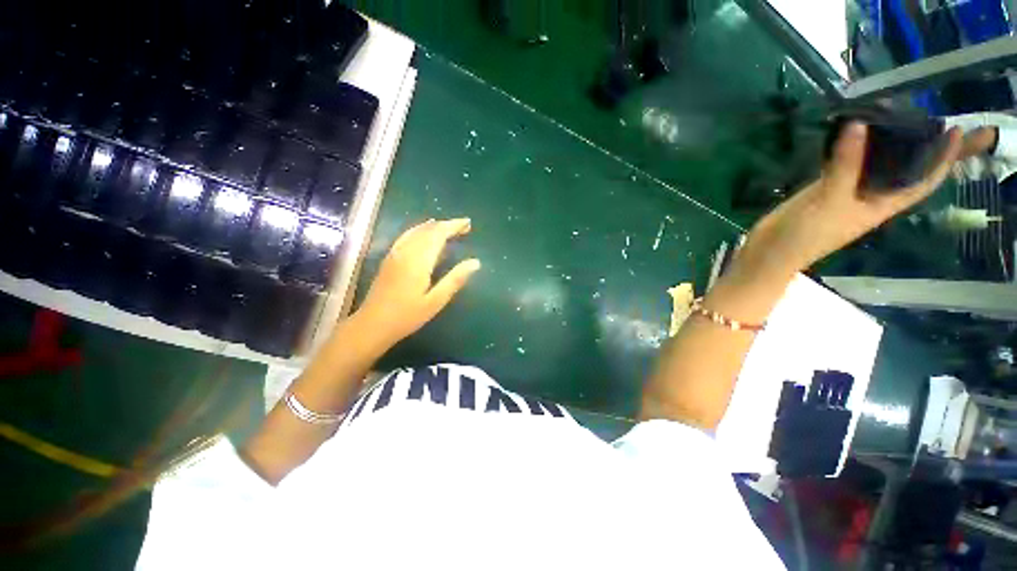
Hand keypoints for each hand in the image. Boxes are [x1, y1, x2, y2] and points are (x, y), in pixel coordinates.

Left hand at [354, 218, 480, 347]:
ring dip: (434, 226)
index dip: (454, 226)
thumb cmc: (407, 316)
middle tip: (464, 227)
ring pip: (416, 231)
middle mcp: (406, 251)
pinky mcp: (389, 259)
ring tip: (449, 228)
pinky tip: (423, 233)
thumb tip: (476, 263)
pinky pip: (406, 236)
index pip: (438, 234)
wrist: (372, 324)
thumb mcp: (436, 301)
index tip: (468, 224)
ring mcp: (395, 254)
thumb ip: (455, 279)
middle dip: (447, 225)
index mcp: (419, 260)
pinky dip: (419, 230)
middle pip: (428, 230)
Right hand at [741, 122, 963, 273]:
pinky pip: (846, 162)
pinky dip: (851, 146)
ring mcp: (847, 190)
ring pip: (874, 162)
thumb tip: (859, 124)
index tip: (954, 130)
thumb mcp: (830, 200)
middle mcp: (871, 195)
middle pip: (902, 167)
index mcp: (882, 203)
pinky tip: (852, 129)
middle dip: (917, 144)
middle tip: (923, 113)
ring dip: (884, 140)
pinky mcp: (824, 187)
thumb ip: (846, 164)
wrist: (771, 250)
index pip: (922, 180)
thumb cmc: (807, 234)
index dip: (942, 159)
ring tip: (890, 112)